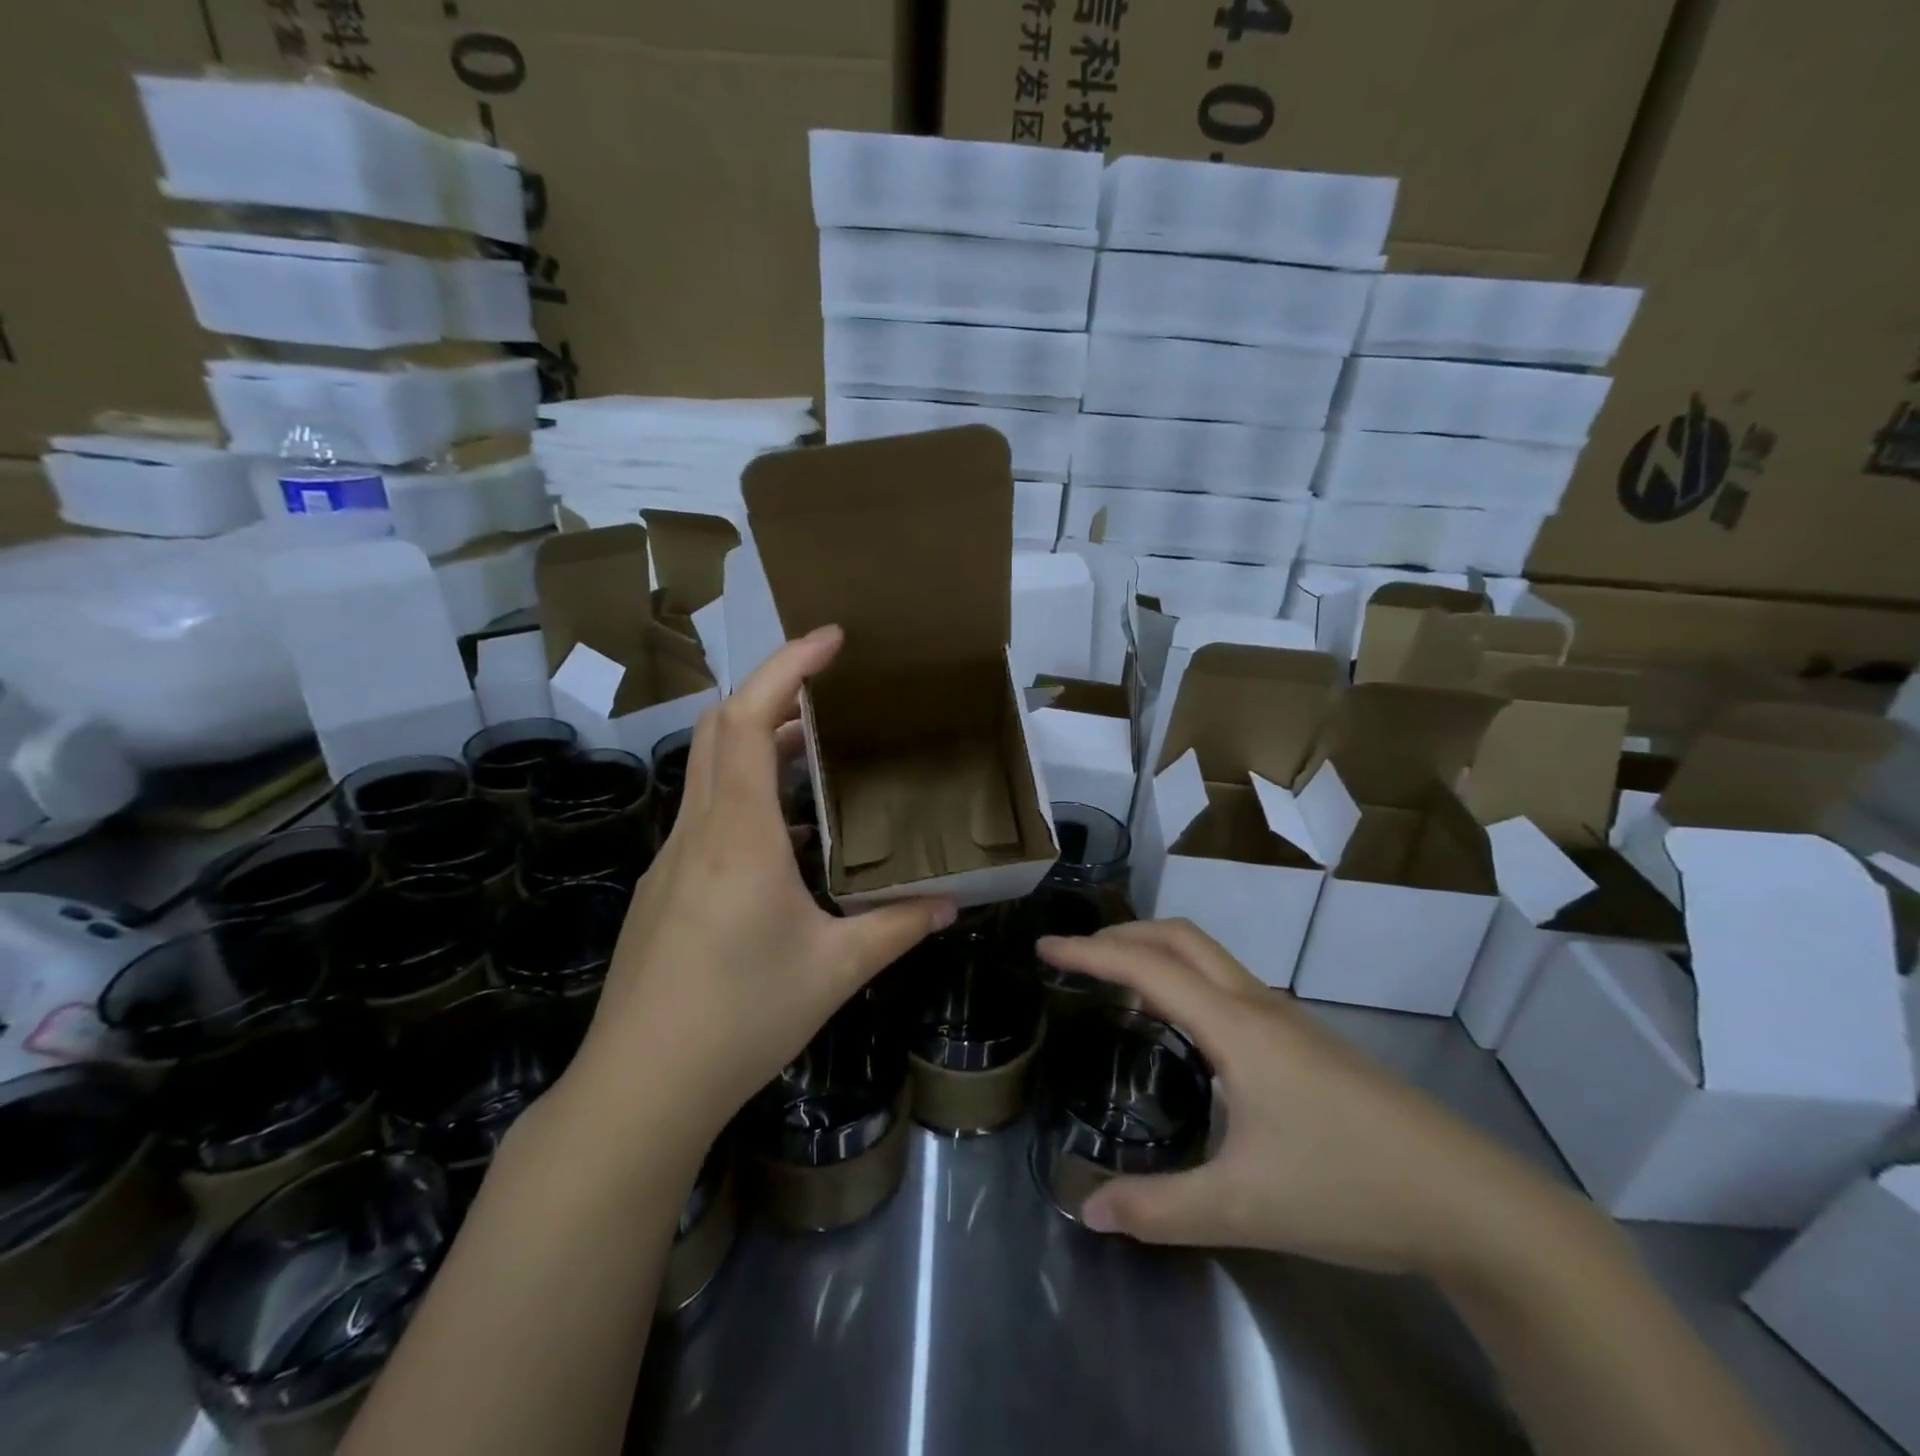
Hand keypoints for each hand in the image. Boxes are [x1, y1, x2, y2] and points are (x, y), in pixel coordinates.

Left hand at [576, 626, 955, 1134]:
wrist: (640, 1086)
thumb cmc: (740, 1018)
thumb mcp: (834, 971)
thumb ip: (896, 929)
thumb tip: (949, 906)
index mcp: (737, 837)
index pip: (745, 721)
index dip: (786, 668)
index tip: (831, 640)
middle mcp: (698, 833)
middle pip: (719, 730)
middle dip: (775, 694)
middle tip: (833, 693)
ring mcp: (672, 859)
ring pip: (710, 772)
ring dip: (760, 745)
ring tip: (819, 755)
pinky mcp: (664, 888)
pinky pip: (709, 815)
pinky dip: (748, 796)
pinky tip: (790, 838)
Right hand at [1038, 920, 1574, 1279]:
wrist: (1471, 1202)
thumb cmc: (1351, 1189)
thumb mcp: (1245, 1208)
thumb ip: (1160, 1209)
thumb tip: (1088, 1209)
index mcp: (1236, 1028)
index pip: (1147, 968)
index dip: (1090, 953)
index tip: (1045, 946)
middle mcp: (1258, 1006)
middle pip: (1180, 937)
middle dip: (1122, 934)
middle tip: (1076, 957)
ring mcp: (1287, 1019)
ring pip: (1209, 957)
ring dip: (1156, 952)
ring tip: (1117, 984)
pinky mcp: (1305, 1039)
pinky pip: (1228, 984)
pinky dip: (1185, 978)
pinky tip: (1182, 1028)